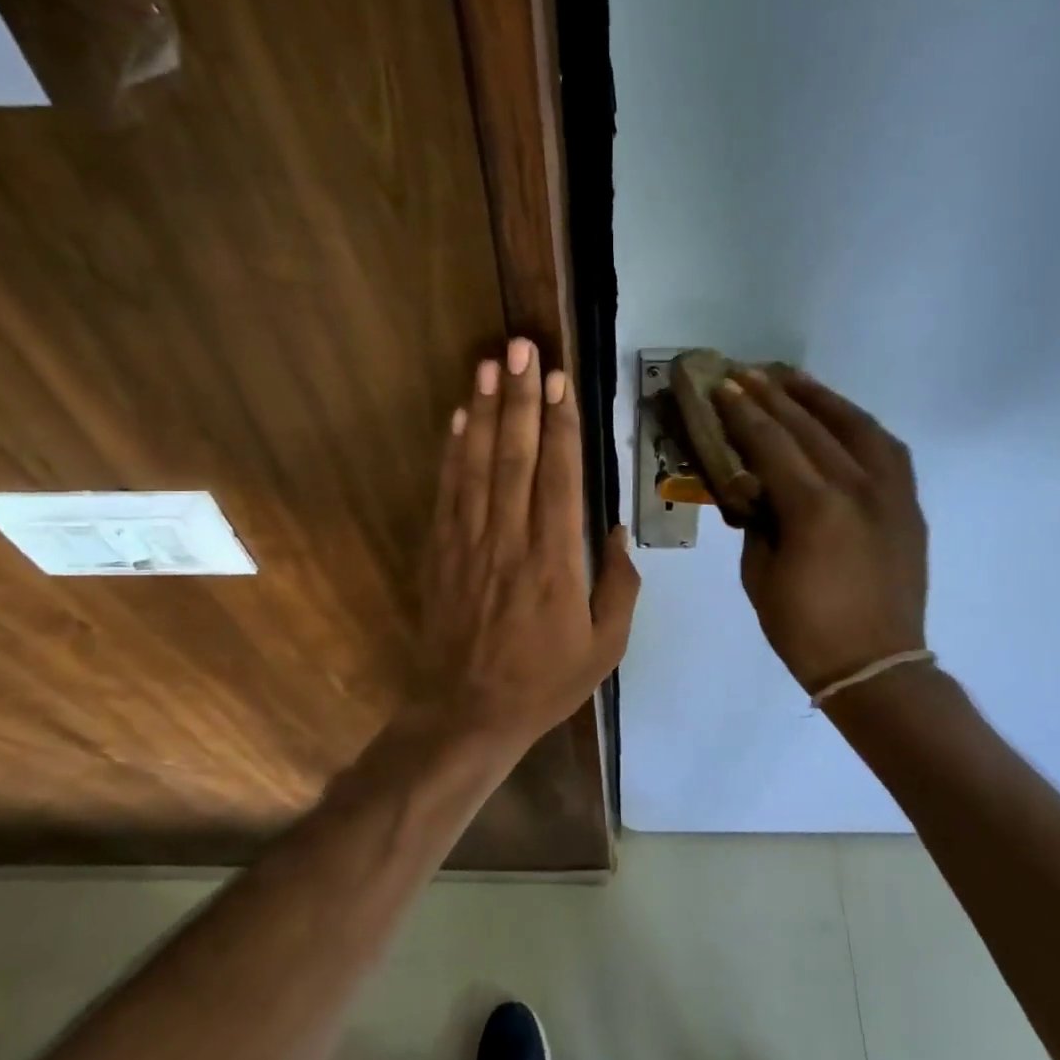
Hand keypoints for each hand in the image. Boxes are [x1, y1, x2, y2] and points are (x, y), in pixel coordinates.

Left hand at [413, 337, 639, 758]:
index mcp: (555, 562)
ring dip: (484, 411)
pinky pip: (447, 492)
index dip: (560, 425)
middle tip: (523, 348)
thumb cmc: (545, 681)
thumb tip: (616, 530)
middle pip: (515, 457)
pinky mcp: (440, 552)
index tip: (561, 381)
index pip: (559, 478)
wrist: (468, 712)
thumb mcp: (606, 647)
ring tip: (490, 364)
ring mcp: (468, 543)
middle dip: (520, 398)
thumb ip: (618, 586)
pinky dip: (452, 451)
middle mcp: (510, 541)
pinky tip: (458, 417)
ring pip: (477, 465)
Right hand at [713, 367, 927, 694]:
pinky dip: (859, 426)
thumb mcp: (759, 574)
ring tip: (793, 379)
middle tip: (747, 372)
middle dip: (774, 395)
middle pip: (810, 427)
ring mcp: (890, 494)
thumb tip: (756, 488)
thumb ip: (758, 521)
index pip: (772, 443)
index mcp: (814, 509)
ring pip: (856, 427)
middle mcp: (857, 488)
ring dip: (821, 399)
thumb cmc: (804, 629)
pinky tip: (841, 418)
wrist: (875, 666)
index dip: (743, 413)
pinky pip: (886, 450)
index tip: (723, 387)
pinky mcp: (908, 506)